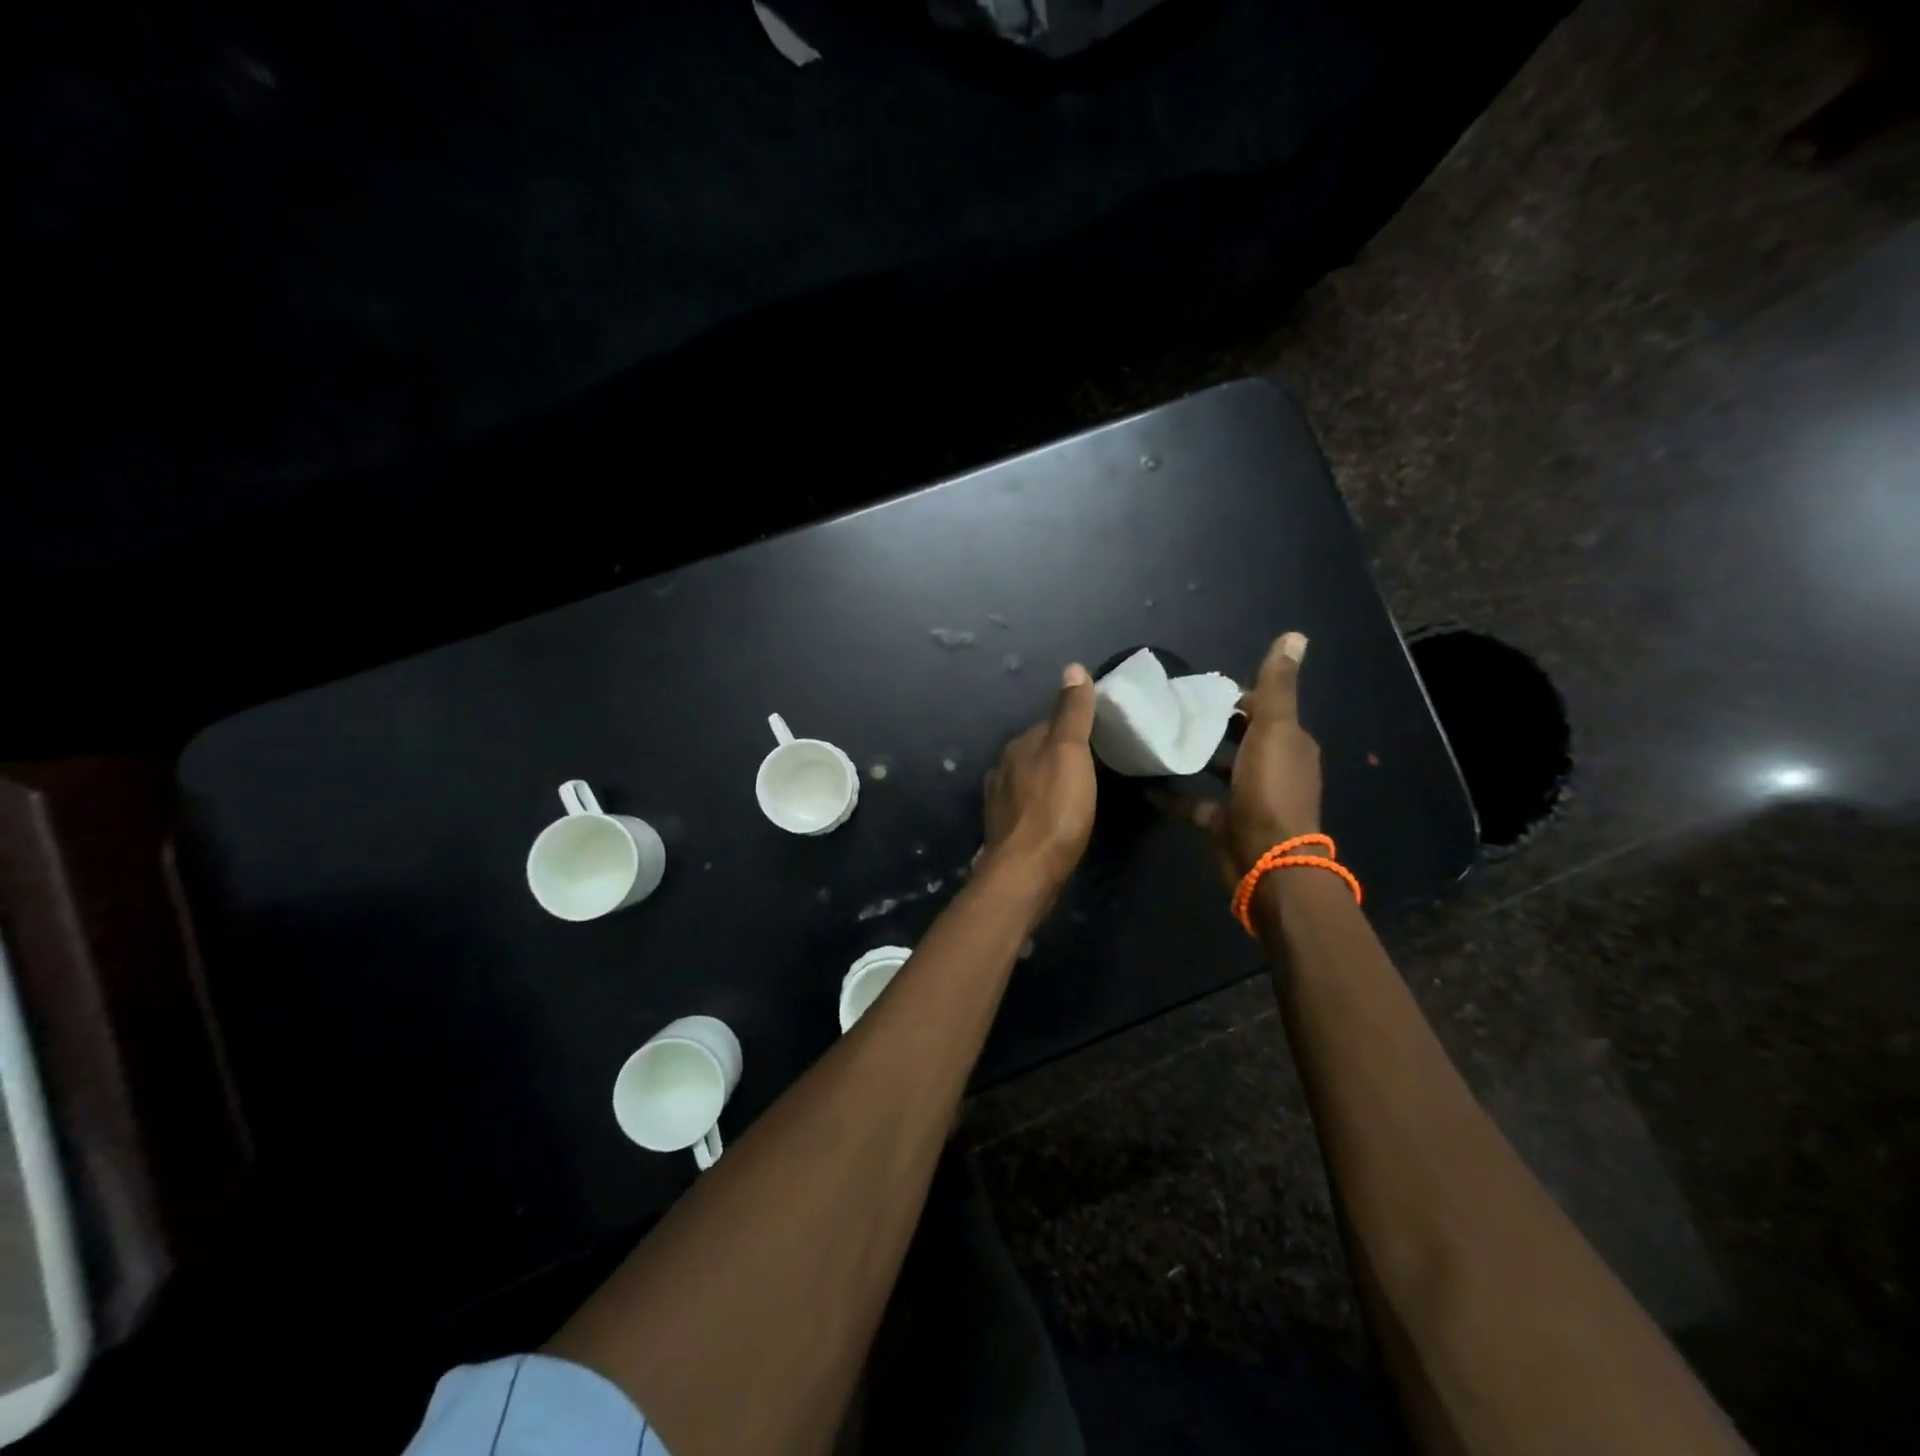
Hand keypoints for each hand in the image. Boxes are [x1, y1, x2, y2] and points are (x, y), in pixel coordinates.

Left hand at [982, 664, 1097, 894]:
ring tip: (1075, 793)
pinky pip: (1025, 807)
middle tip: (1092, 767)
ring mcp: (999, 801)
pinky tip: (1052, 817)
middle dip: (1058, 756)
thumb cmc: (1055, 809)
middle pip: (1036, 752)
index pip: (1048, 725)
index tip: (1099, 737)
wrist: (1026, 870)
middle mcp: (1002, 768)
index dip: (1073, 728)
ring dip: (1047, 781)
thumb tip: (1073, 667)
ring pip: (1028, 780)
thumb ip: (1072, 713)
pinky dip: (1039, 806)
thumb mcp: (1071, 753)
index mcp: (1018, 746)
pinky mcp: (1003, 830)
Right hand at [1159, 633, 1321, 885]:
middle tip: (1170, 707)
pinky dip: (1172, 794)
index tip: (1198, 687)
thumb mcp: (1274, 730)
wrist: (1266, 861)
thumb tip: (1295, 635)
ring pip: (1218, 769)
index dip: (1236, 695)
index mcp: (1288, 743)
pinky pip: (1194, 803)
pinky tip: (1144, 784)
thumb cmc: (1270, 790)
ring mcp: (1247, 797)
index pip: (1263, 708)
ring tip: (1157, 737)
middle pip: (1240, 737)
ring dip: (1194, 755)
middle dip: (1212, 722)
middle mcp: (1271, 767)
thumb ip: (1277, 686)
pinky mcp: (1224, 821)